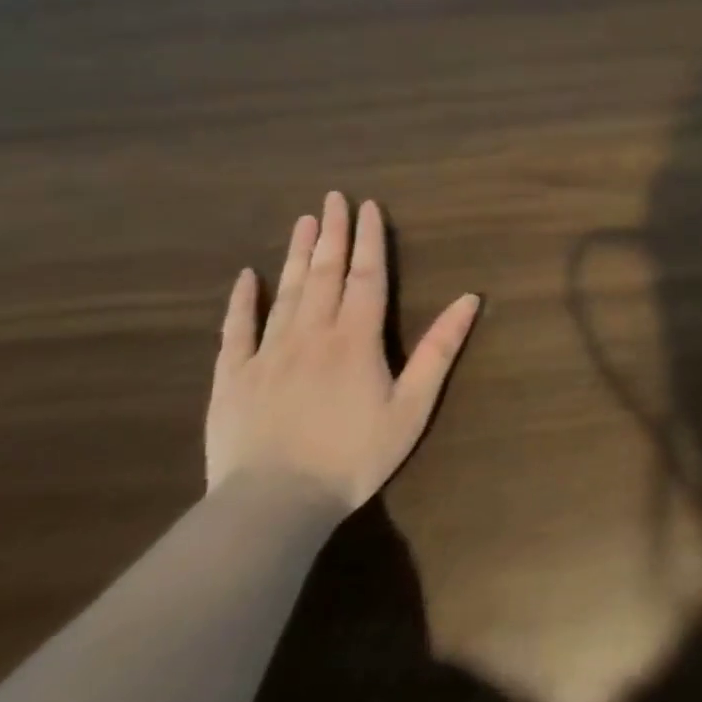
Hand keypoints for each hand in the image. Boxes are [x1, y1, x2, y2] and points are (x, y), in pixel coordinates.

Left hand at [206, 191, 480, 510]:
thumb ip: (439, 349)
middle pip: (324, 273)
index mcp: (356, 338)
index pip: (367, 276)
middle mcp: (312, 333)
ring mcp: (267, 353)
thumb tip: (470, 299)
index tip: (368, 206)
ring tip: (303, 221)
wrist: (275, 504)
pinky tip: (245, 278)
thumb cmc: (354, 456)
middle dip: (332, 234)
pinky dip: (241, 301)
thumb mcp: (412, 406)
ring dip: (295, 254)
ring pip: (284, 292)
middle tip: (332, 198)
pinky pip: (236, 330)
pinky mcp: (232, 377)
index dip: (370, 239)